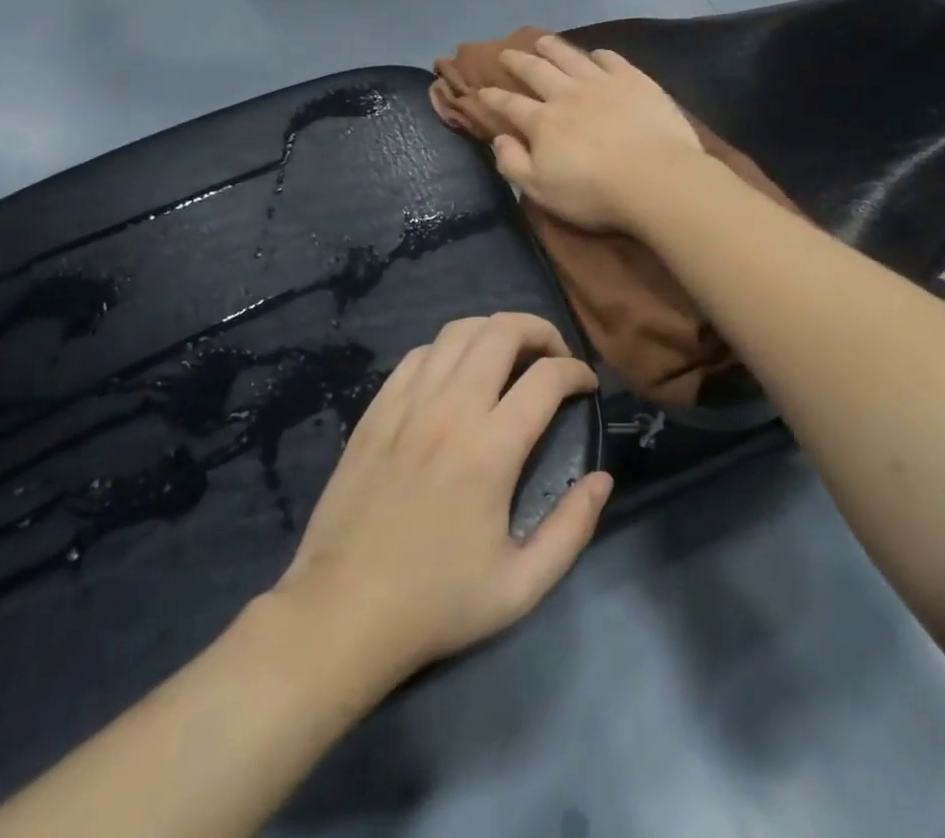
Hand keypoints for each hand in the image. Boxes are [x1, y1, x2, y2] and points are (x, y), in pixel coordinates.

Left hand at [272, 313, 612, 685]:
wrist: (341, 613)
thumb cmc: (435, 603)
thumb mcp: (521, 587)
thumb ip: (572, 529)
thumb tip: (602, 479)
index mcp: (490, 450)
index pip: (546, 377)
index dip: (577, 371)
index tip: (587, 387)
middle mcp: (450, 410)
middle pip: (502, 331)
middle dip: (540, 331)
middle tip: (554, 358)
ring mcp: (407, 404)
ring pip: (458, 332)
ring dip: (494, 332)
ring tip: (511, 357)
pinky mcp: (376, 409)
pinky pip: (419, 355)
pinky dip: (449, 350)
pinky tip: (457, 376)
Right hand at [480, 36, 703, 233]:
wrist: (654, 177)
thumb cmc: (595, 192)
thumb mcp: (541, 190)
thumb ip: (514, 163)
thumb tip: (499, 139)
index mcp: (543, 122)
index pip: (510, 105)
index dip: (493, 98)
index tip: (481, 90)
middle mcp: (567, 94)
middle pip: (537, 71)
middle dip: (518, 61)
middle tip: (506, 53)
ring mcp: (602, 83)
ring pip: (571, 57)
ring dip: (553, 47)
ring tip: (543, 41)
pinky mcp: (634, 80)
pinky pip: (612, 59)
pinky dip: (599, 55)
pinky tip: (596, 54)